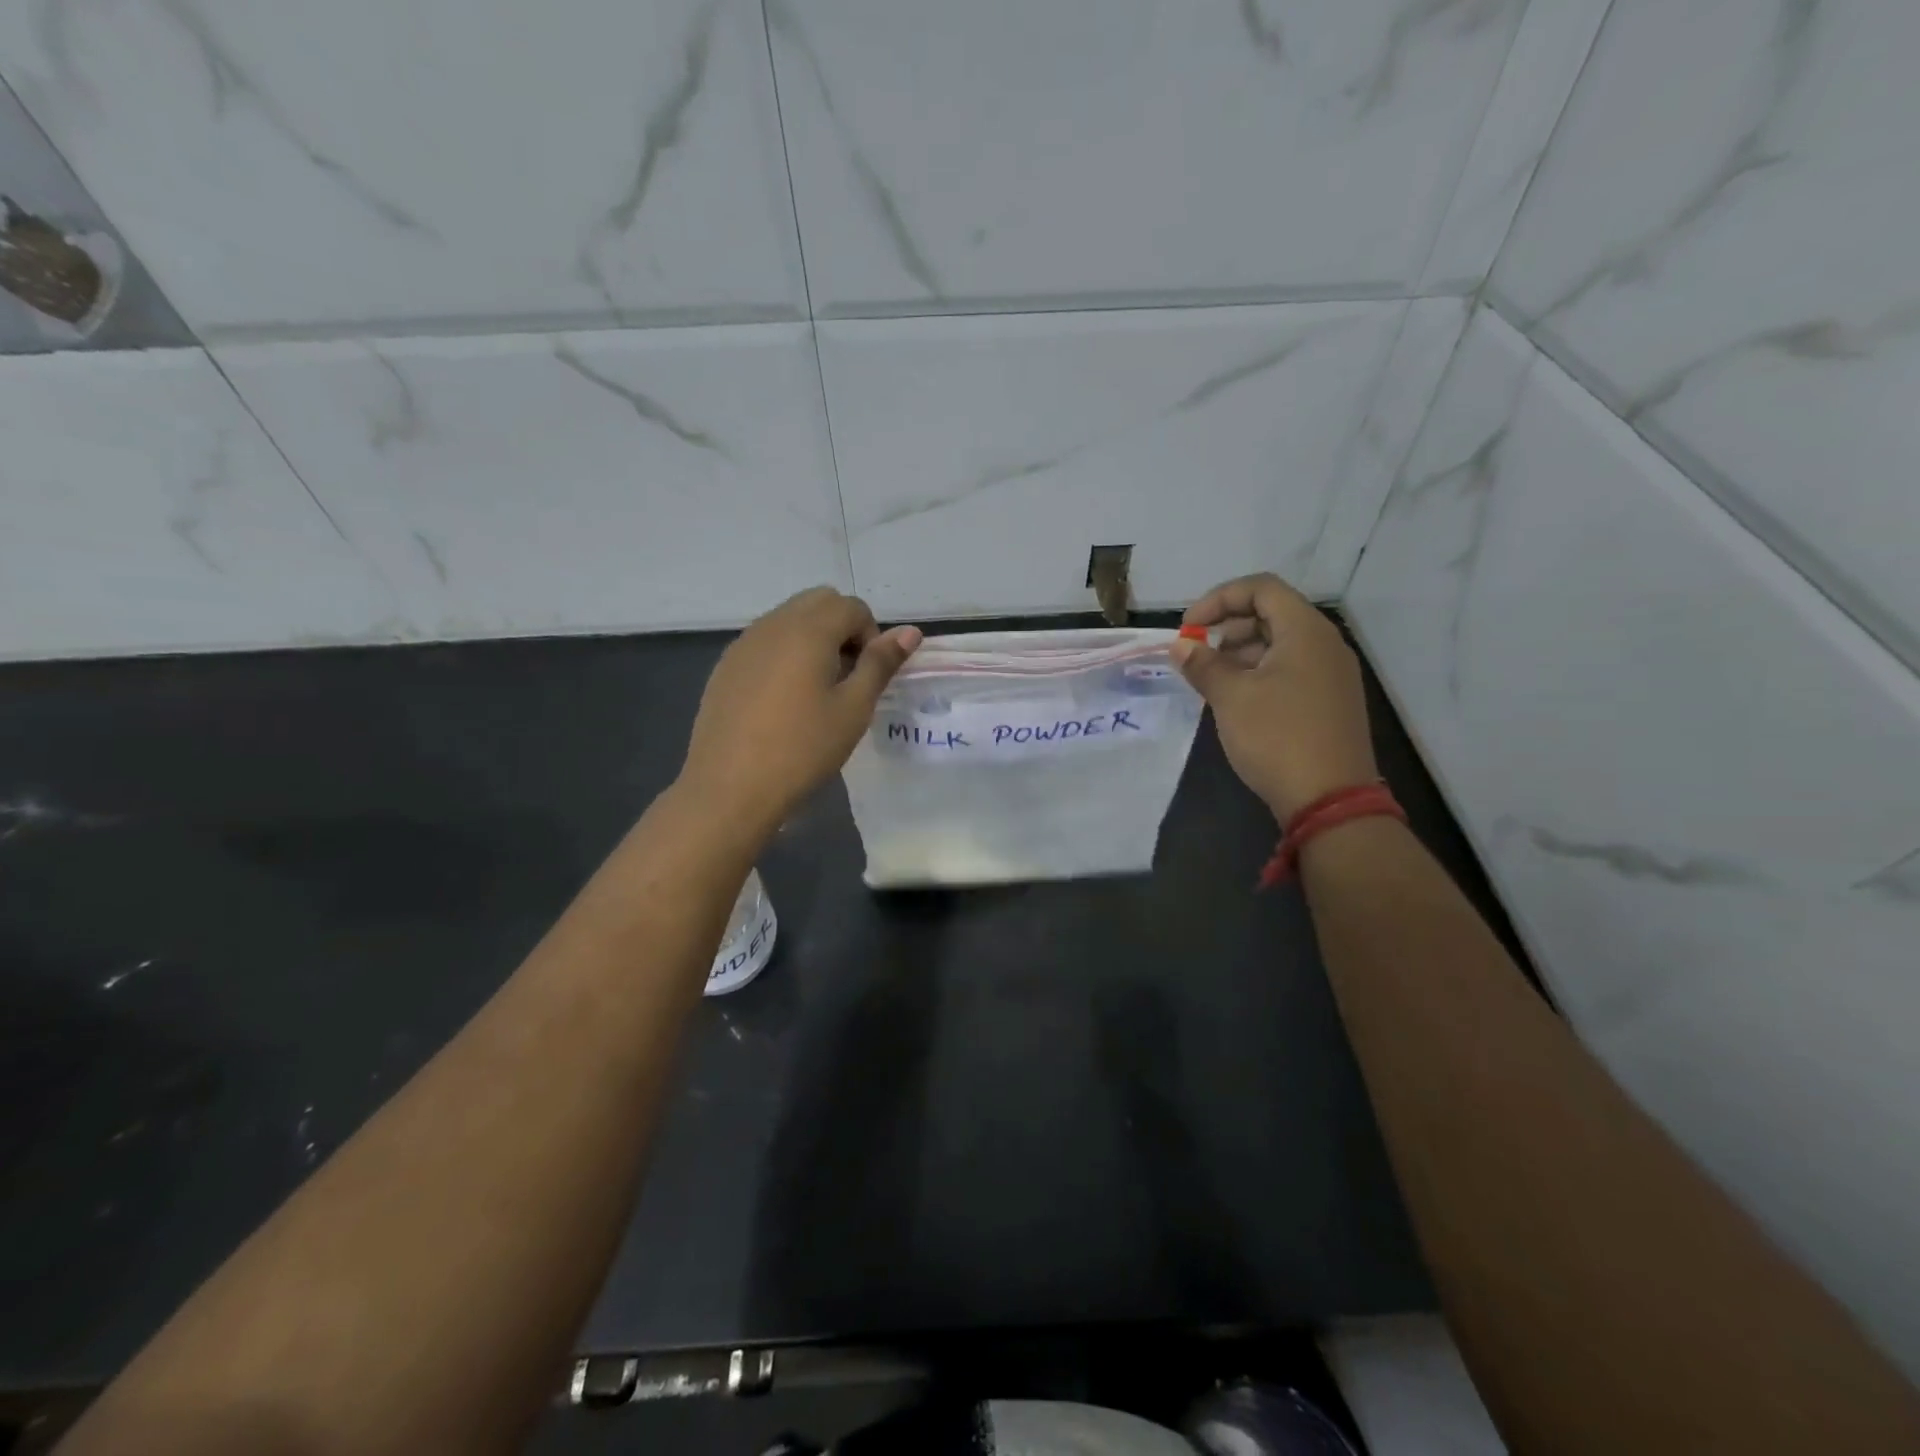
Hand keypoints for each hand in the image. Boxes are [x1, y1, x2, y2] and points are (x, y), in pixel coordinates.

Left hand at [679, 587, 920, 839]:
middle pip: (818, 602)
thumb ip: (880, 663)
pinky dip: (785, 654)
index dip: (871, 636)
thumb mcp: (853, 708)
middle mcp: (773, 624)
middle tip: (846, 678)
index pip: (852, 607)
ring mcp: (744, 644)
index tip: (867, 678)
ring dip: (813, 640)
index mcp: (809, 630)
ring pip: (789, 619)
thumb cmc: (803, 749)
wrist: (730, 788)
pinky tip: (783, 702)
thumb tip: (910, 631)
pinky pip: (765, 641)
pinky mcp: (726, 666)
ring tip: (816, 692)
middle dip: (842, 628)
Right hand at [1173, 573, 1377, 821]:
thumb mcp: (1230, 697)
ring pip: (1280, 645)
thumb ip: (1203, 664)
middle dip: (1228, 627)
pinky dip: (1258, 674)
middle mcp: (1325, 645)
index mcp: (1306, 631)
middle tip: (1198, 655)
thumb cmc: (1277, 737)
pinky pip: (1290, 671)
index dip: (1219, 599)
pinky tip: (1236, 701)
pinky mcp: (1329, 702)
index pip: (1261, 588)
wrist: (1329, 800)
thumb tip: (1181, 646)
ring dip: (1240, 653)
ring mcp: (1331, 675)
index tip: (1188, 627)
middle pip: (1272, 614)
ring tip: (1211, 681)